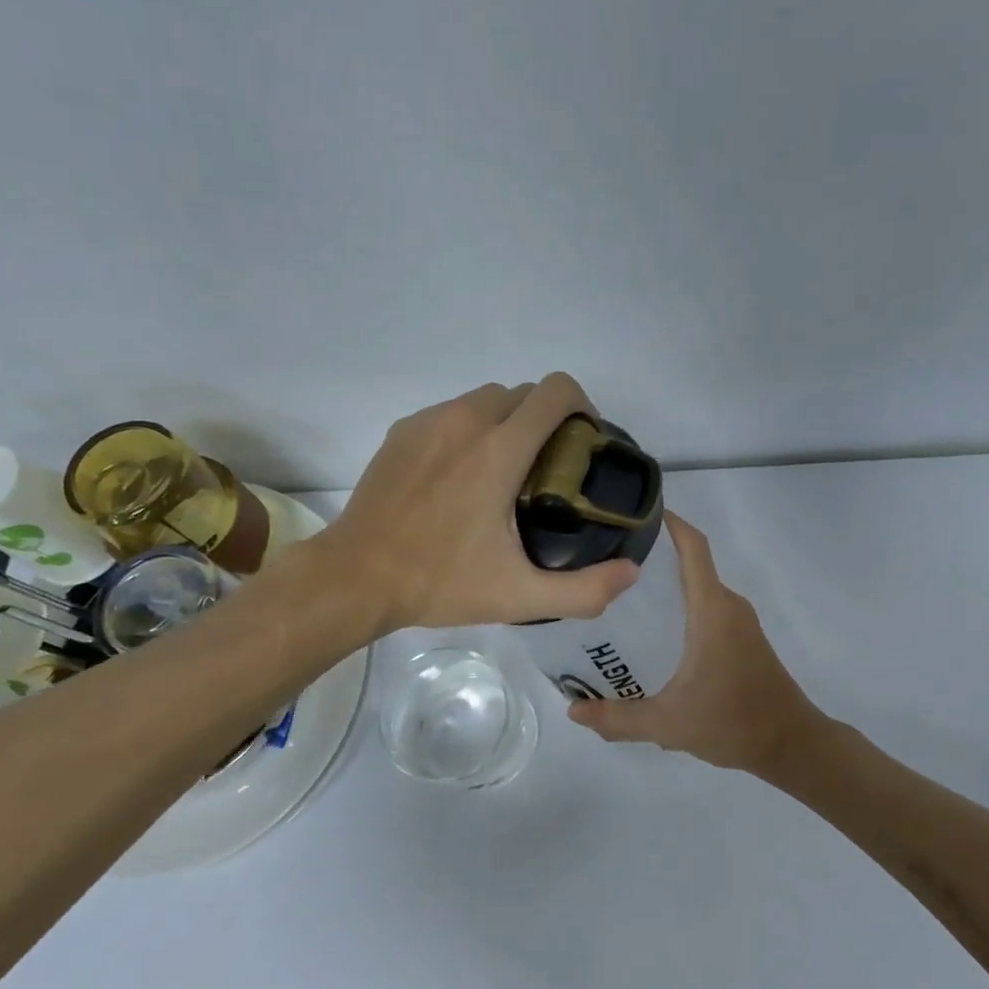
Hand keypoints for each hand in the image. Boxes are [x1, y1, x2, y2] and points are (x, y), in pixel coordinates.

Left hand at [327, 374, 640, 631]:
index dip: (582, 407)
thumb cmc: (440, 583)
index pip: (556, 391)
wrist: (356, 576)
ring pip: (486, 399)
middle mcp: (466, 420)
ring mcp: (429, 422)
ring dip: (508, 423)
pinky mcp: (403, 431)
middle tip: (547, 470)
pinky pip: (451, 413)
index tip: (583, 444)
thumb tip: (632, 571)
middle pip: (525, 393)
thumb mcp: (520, 597)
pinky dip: (469, 431)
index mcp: (500, 450)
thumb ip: (584, 589)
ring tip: (504, 473)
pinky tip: (460, 477)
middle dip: (546, 421)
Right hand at [566, 515, 824, 774]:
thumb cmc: (733, 722)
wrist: (792, 744)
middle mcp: (728, 605)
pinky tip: (652, 629)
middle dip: (652, 556)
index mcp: (711, 610)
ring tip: (618, 594)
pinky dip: (681, 603)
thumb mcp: (668, 723)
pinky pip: (707, 605)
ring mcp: (739, 621)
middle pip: (690, 562)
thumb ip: (618, 718)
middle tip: (604, 563)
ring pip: (699, 586)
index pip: (693, 547)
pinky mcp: (743, 637)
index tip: (634, 513)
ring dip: (665, 582)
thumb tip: (573, 712)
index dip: (669, 523)